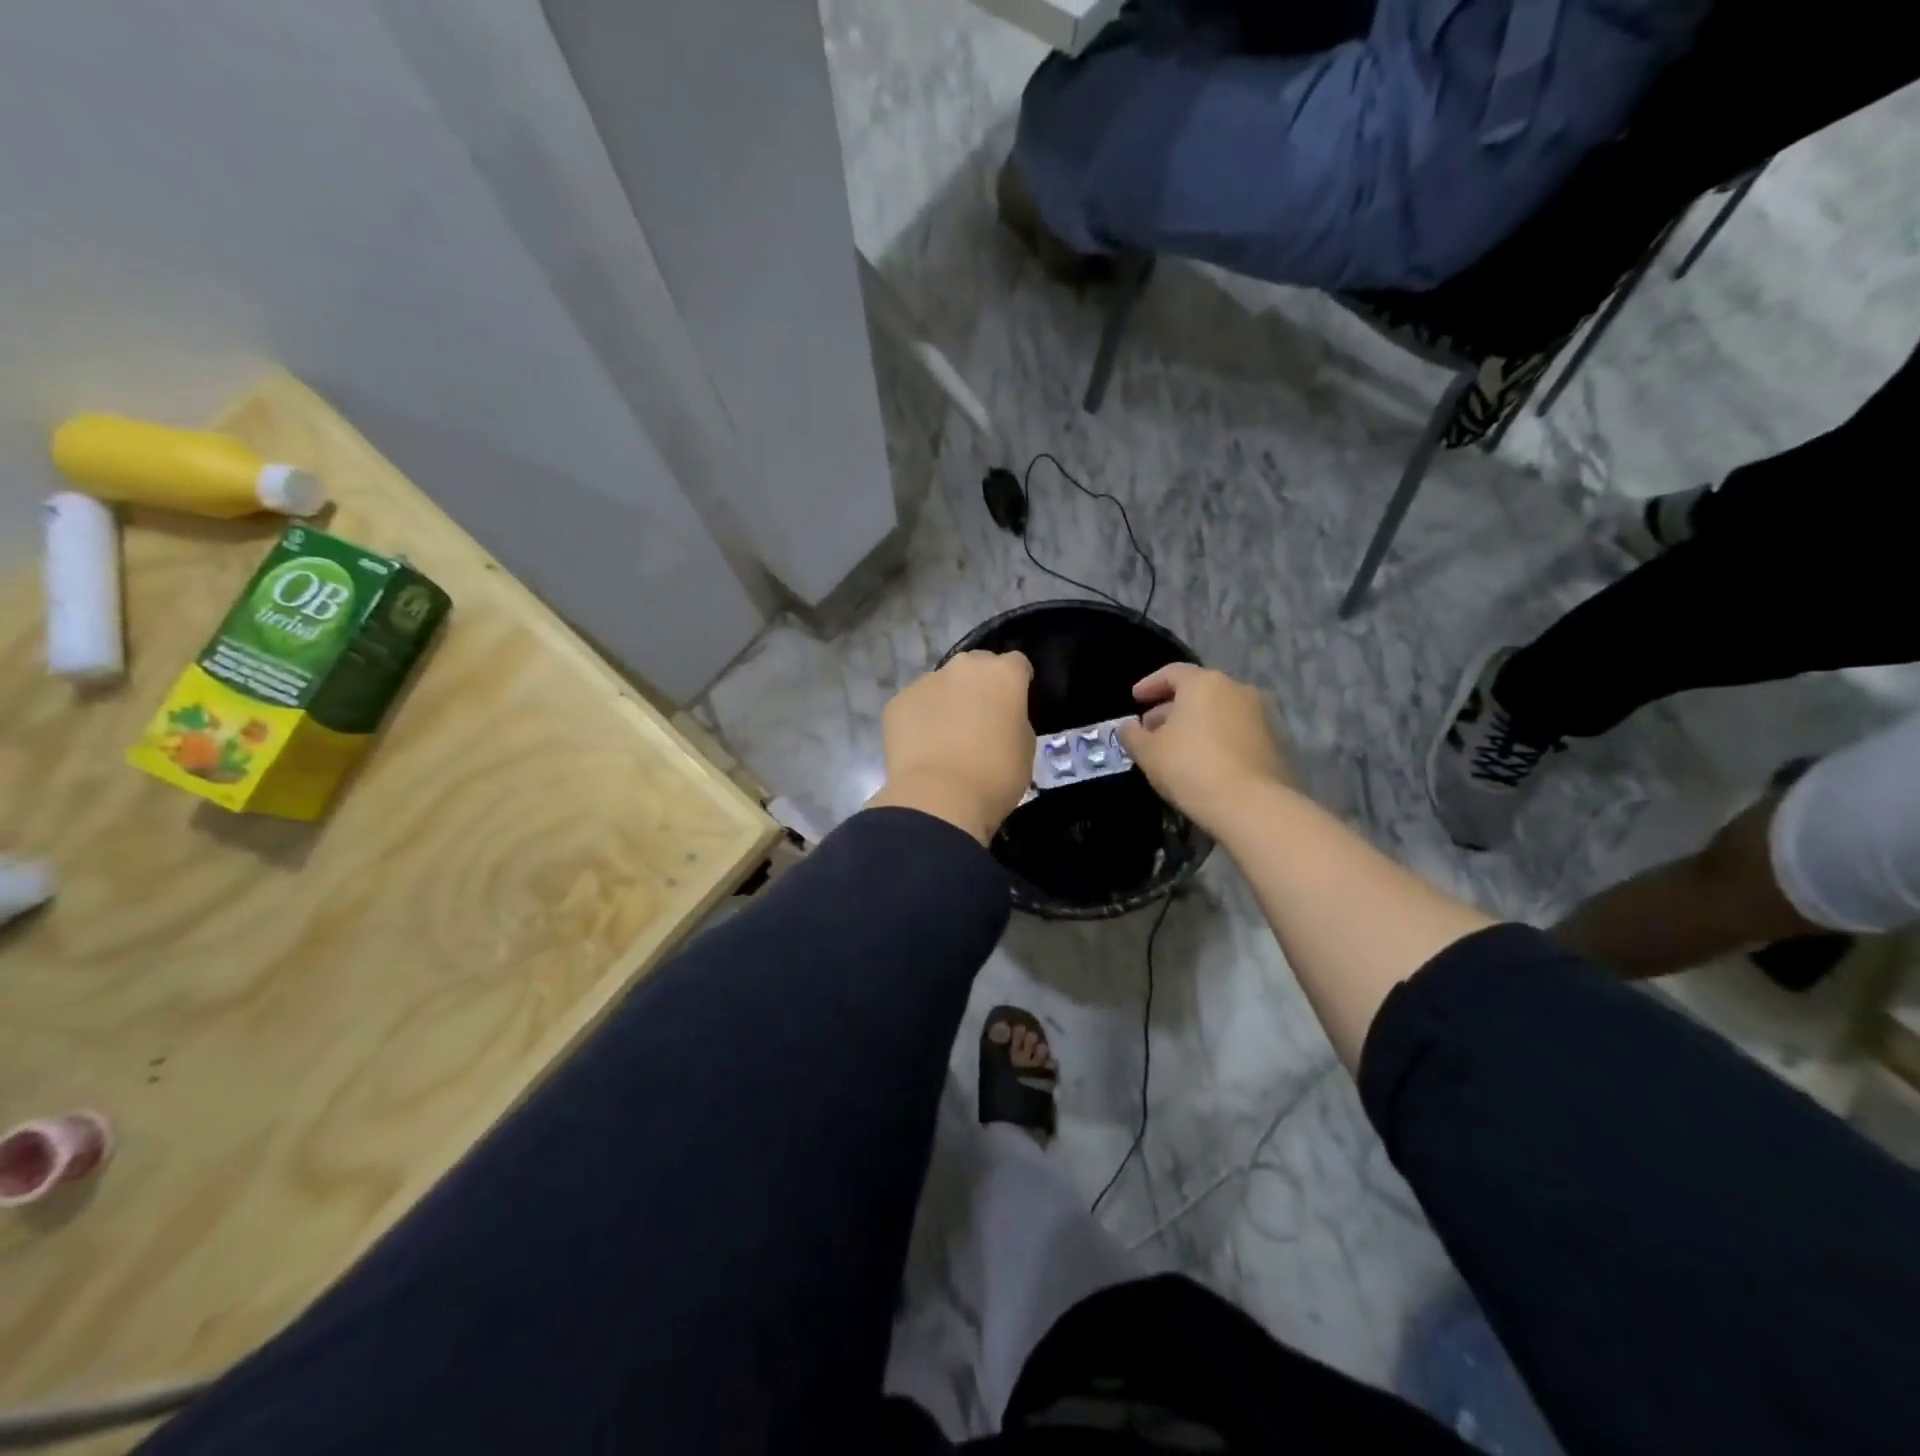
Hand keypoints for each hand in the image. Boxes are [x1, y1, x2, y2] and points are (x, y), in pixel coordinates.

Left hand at [867, 651, 1035, 843]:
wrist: (940, 798)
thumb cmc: (996, 775)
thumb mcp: (1026, 747)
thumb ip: (1015, 719)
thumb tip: (1002, 717)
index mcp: (1003, 673)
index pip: (1017, 664)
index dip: (1017, 684)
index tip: (1014, 707)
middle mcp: (964, 666)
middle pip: (976, 666)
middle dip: (979, 686)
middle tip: (980, 721)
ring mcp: (926, 681)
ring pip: (942, 684)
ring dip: (947, 702)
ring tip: (946, 738)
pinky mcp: (898, 701)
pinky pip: (915, 705)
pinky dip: (920, 719)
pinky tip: (922, 748)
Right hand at [1117, 664, 1290, 833]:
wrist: (1251, 805)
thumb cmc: (1190, 767)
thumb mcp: (1148, 752)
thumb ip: (1132, 735)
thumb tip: (1127, 727)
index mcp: (1204, 683)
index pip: (1172, 672)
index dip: (1149, 685)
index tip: (1135, 699)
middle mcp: (1236, 689)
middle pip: (1197, 691)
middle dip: (1171, 707)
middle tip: (1150, 729)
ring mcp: (1260, 715)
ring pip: (1217, 711)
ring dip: (1194, 724)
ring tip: (1174, 748)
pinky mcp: (1273, 741)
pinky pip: (1234, 731)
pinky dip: (1215, 738)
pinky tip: (1201, 761)